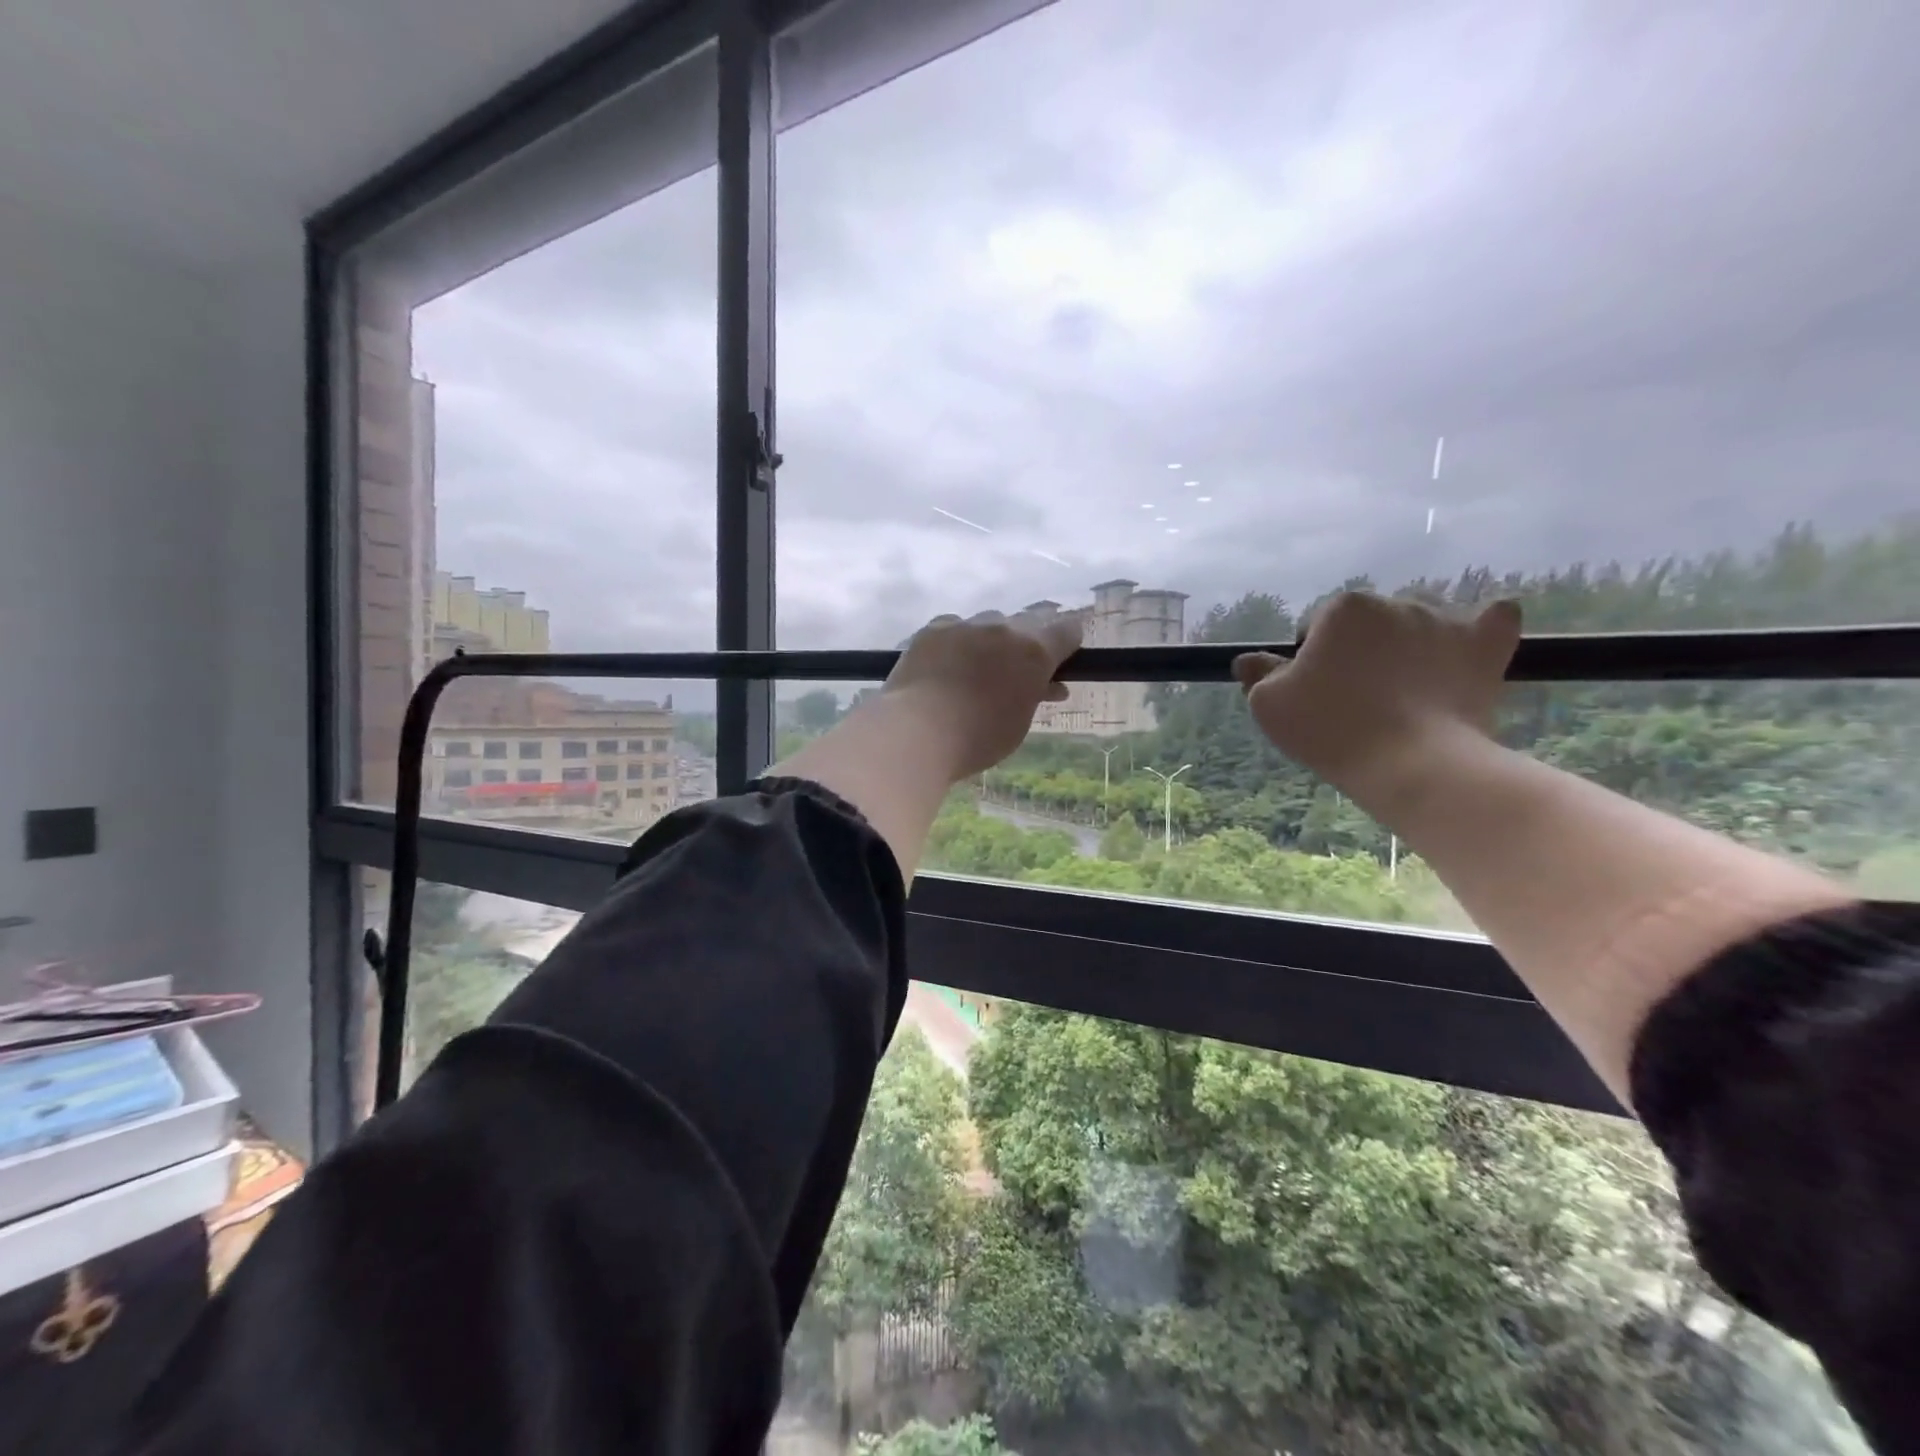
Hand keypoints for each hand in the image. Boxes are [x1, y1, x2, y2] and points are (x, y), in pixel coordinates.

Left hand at [882, 609, 1083, 779]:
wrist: (917, 732)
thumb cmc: (978, 739)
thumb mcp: (1020, 722)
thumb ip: (1036, 695)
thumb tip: (1049, 685)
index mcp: (1034, 651)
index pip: (1067, 630)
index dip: (1068, 643)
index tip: (1062, 659)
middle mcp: (1003, 628)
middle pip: (1029, 619)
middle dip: (1032, 638)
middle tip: (1023, 665)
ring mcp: (965, 625)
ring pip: (989, 622)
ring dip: (992, 639)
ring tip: (979, 668)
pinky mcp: (933, 629)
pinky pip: (954, 628)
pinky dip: (958, 642)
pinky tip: (947, 664)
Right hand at [1232, 592, 1520, 811]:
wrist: (1411, 764)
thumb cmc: (1329, 729)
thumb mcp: (1270, 705)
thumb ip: (1259, 675)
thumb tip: (1248, 660)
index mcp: (1341, 609)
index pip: (1316, 628)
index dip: (1310, 662)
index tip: (1316, 696)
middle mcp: (1393, 602)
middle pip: (1367, 624)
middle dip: (1359, 651)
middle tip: (1356, 700)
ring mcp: (1444, 621)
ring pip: (1419, 624)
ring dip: (1408, 646)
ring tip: (1405, 692)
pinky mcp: (1485, 646)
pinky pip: (1493, 620)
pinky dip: (1482, 629)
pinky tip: (1472, 643)